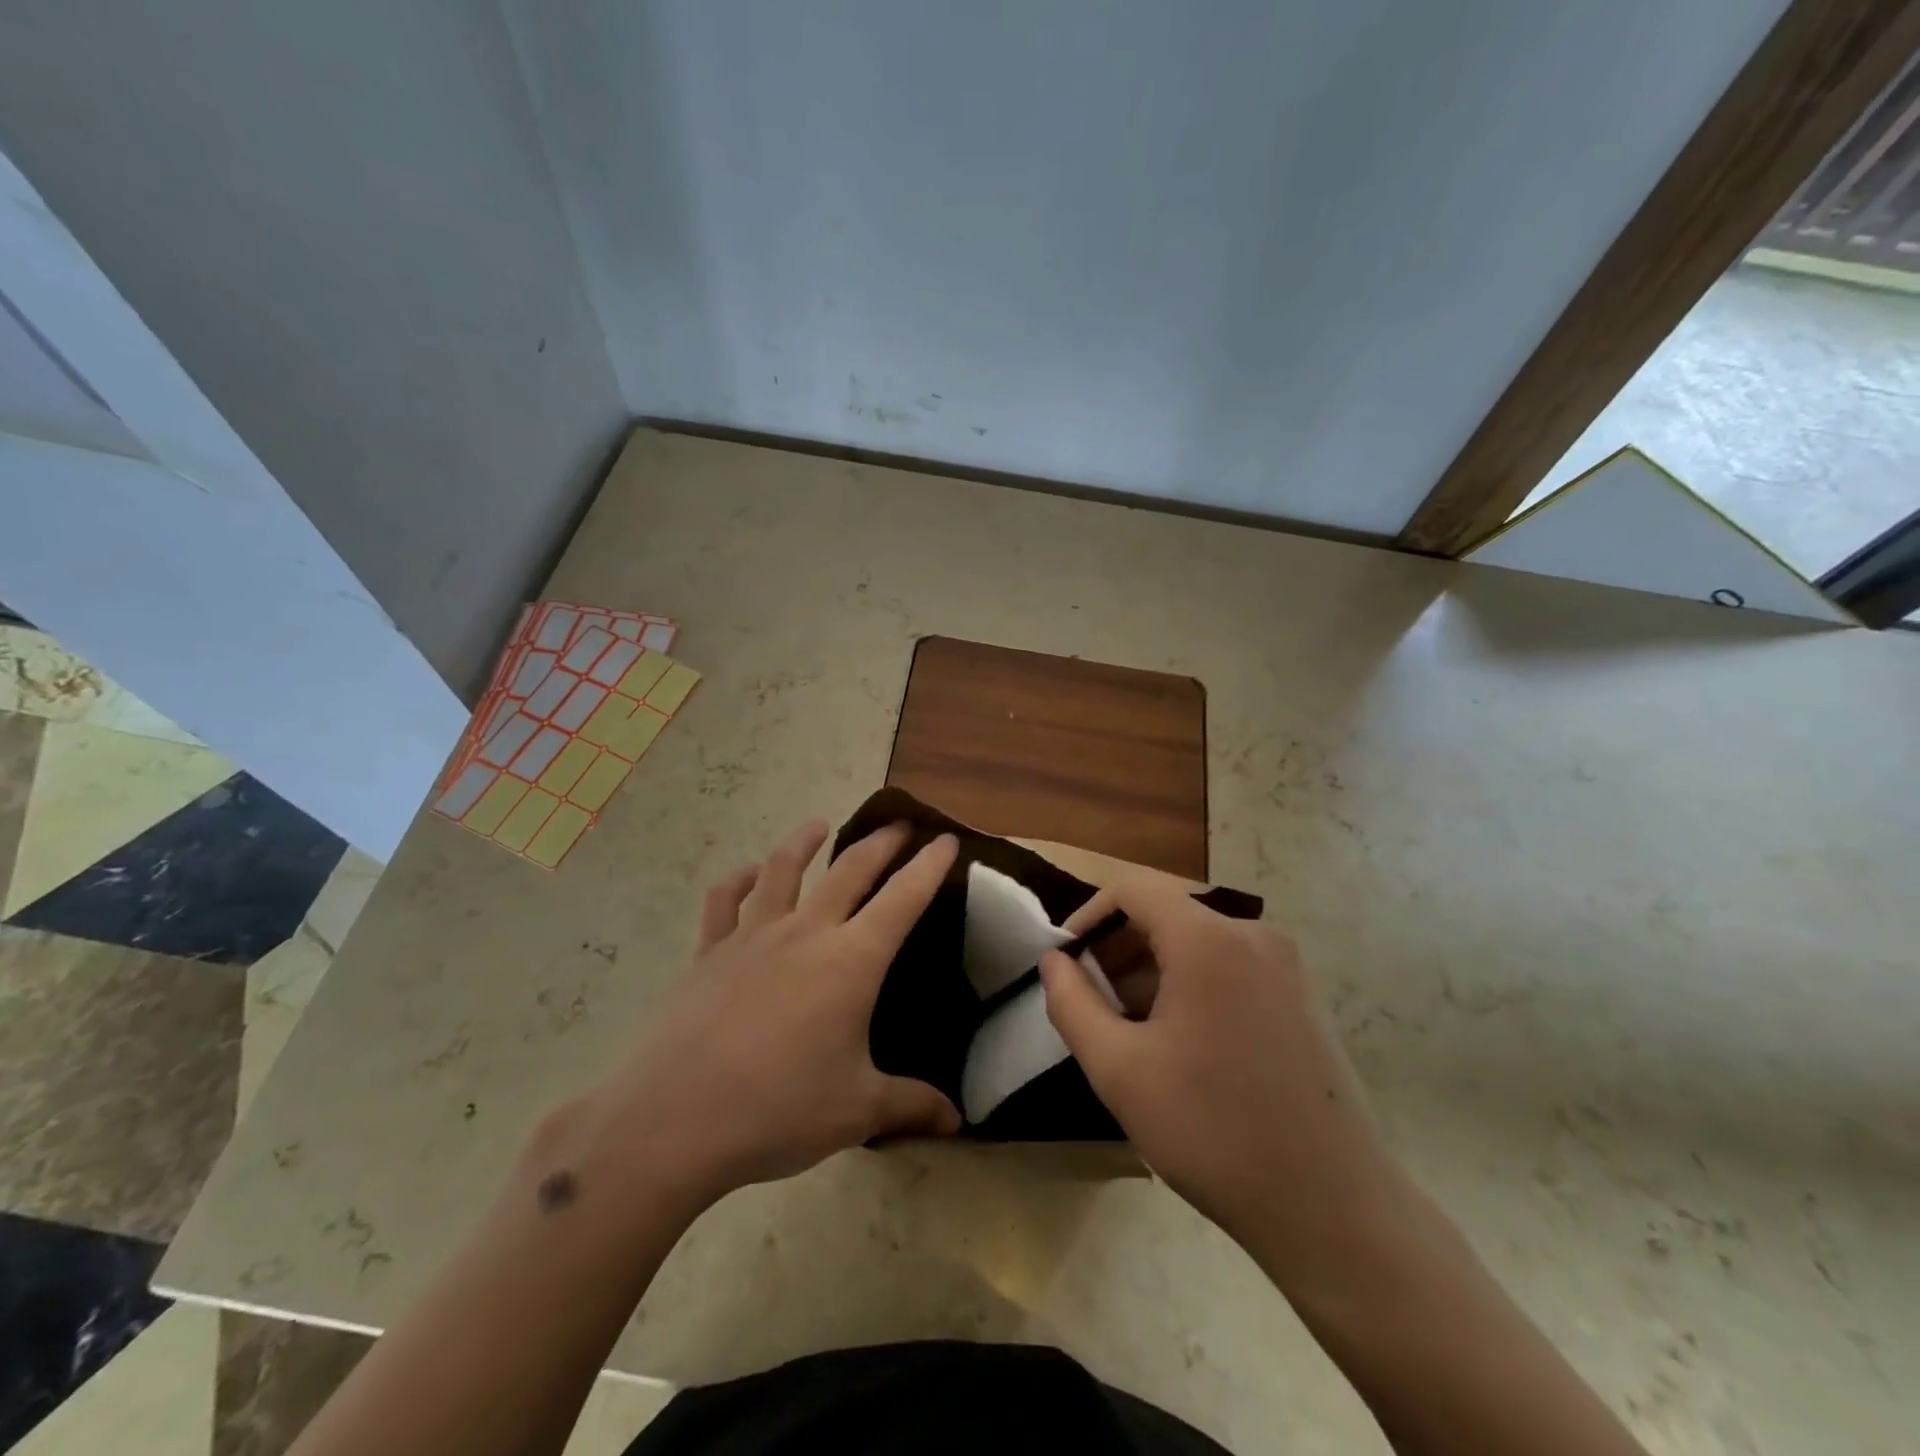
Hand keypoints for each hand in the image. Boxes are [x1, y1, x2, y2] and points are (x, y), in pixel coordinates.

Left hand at [590, 820, 961, 1207]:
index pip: (904, 899)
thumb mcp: (857, 1112)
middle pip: (850, 870)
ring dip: (805, 842)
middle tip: (900, 826)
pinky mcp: (709, 952)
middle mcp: (806, 933)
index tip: (947, 840)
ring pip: (782, 869)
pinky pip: (724, 901)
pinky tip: (748, 874)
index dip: (929, 866)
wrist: (674, 1121)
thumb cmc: (779, 1110)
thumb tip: (958, 1121)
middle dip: (881, 843)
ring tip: (820, 826)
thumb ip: (911, 1106)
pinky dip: (738, 880)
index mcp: (851, 961)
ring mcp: (752, 937)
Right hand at [1039, 877, 1400, 1273]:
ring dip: (1152, 971)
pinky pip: (1229, 967)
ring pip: (1197, 942)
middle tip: (1092, 1002)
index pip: (1133, 890)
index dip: (1089, 915)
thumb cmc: (1212, 1130)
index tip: (1066, 961)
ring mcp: (1284, 966)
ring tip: (1129, 1029)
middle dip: (1119, 949)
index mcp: (1209, 940)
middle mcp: (1253, 935)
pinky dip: (1190, 985)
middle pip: (1167, 914)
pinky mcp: (1301, 997)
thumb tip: (1053, 961)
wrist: (1333, 1208)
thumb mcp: (1119, 1069)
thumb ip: (1071, 1003)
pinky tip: (1179, 1043)